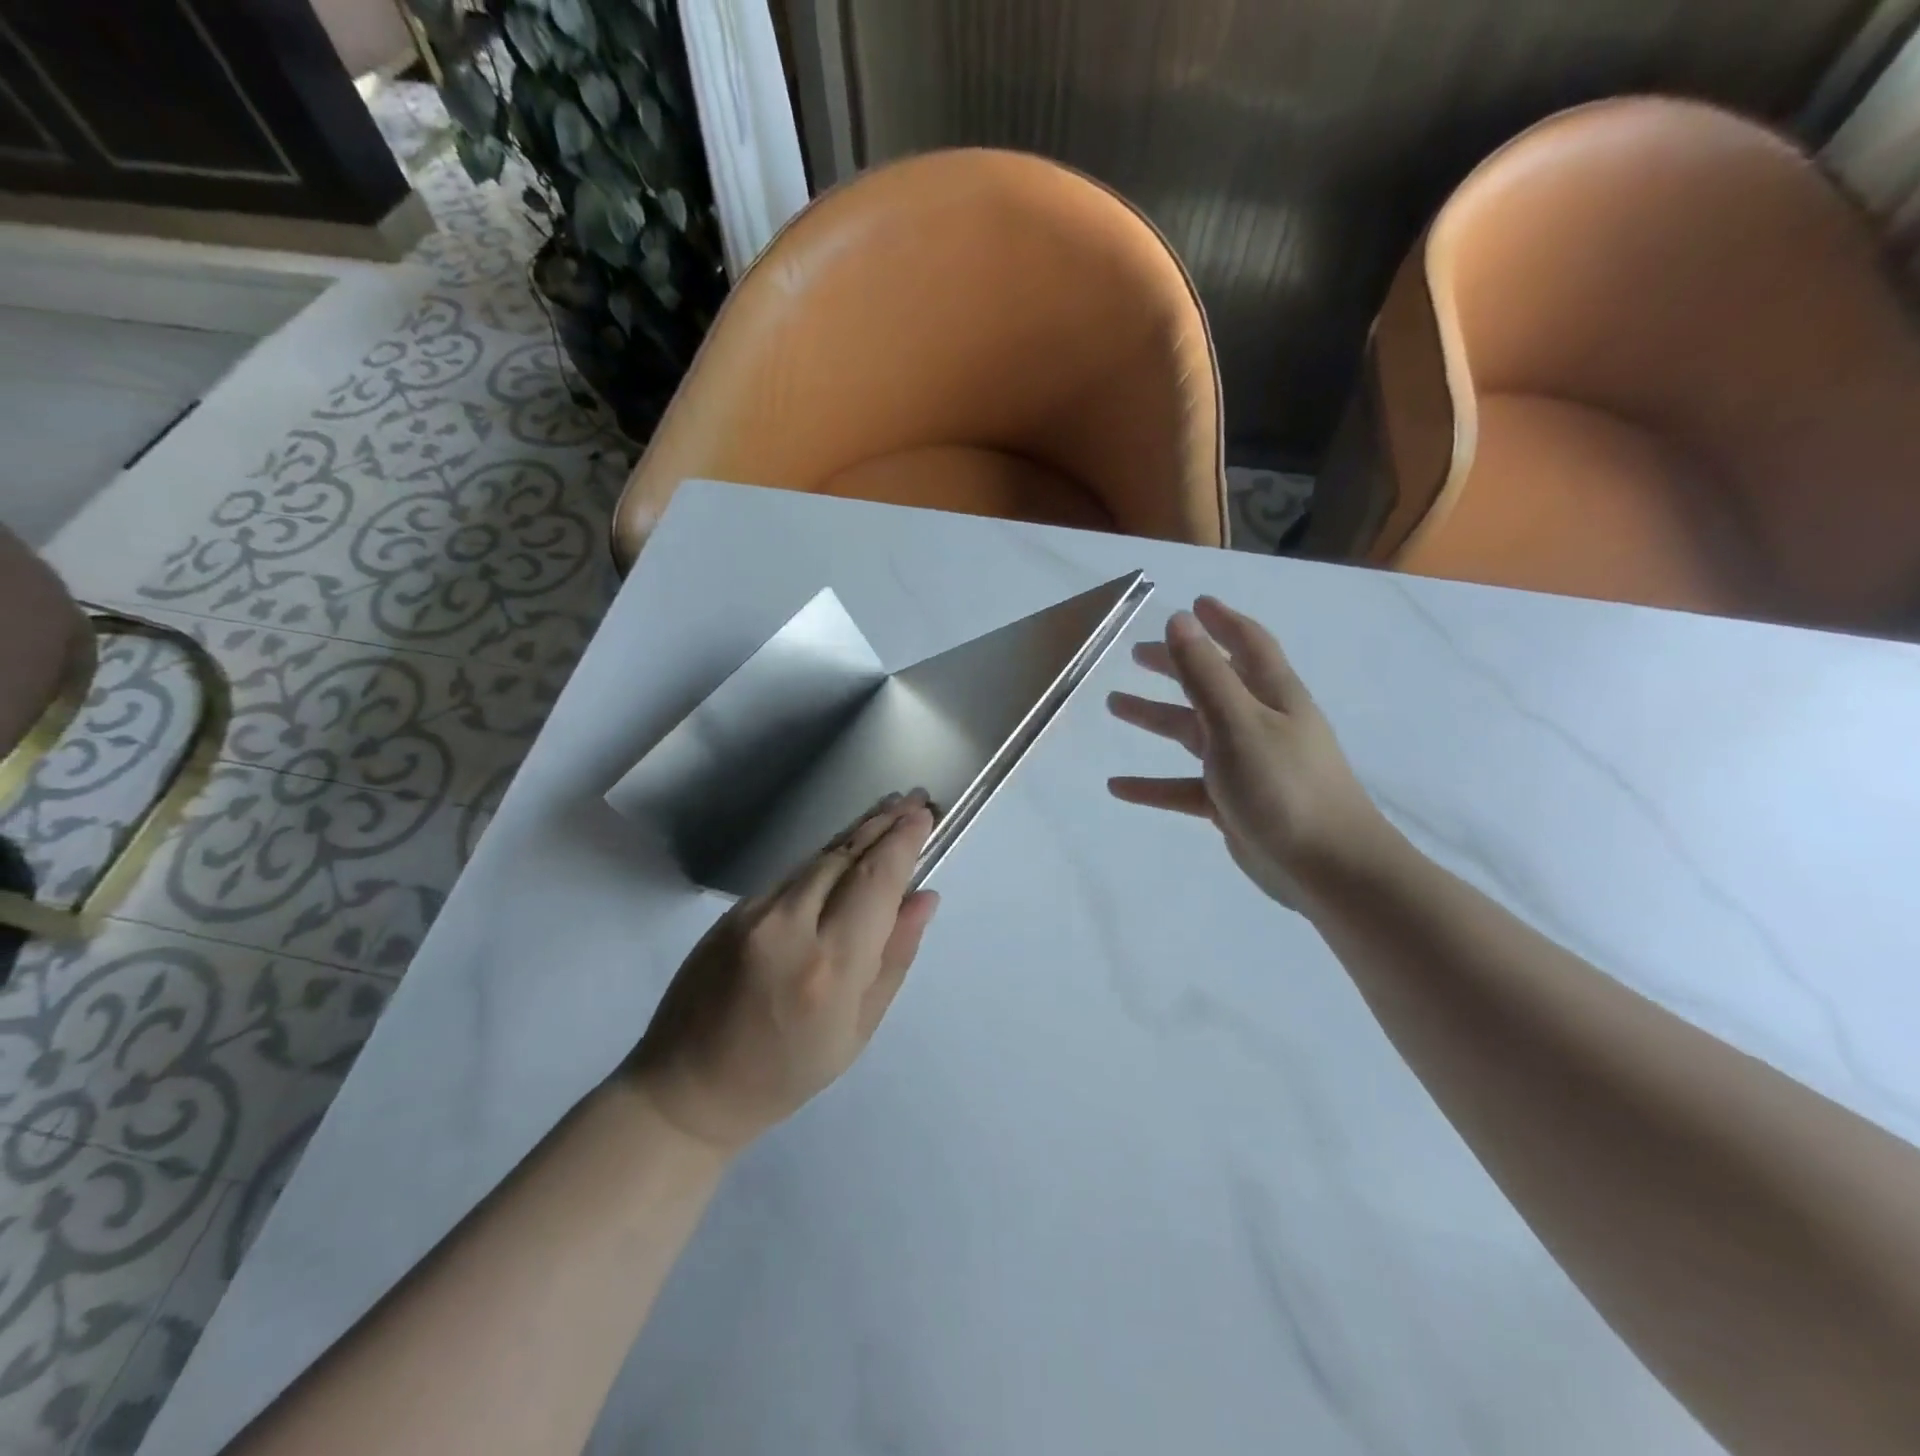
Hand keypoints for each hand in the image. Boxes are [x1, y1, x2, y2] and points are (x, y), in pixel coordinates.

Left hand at [627, 793, 939, 1153]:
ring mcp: (754, 914)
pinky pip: (793, 875)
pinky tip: (846, 849)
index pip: (876, 883)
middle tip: (914, 798)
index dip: (903, 843)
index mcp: (830, 967)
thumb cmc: (786, 1073)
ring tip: (888, 810)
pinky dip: (825, 857)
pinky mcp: (732, 912)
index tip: (925, 815)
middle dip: (884, 824)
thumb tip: (924, 897)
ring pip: (818, 858)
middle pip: (846, 857)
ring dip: (856, 832)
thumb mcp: (857, 1031)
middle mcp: (790, 927)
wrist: (688, 1087)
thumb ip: (893, 958)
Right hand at [1107, 597, 1388, 908]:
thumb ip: (1204, 673)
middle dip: (1177, 666)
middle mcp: (1260, 723)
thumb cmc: (1284, 785)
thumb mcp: (1237, 722)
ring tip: (1114, 704)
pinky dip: (1153, 784)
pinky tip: (1117, 786)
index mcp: (1272, 695)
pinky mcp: (1232, 803)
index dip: (1221, 621)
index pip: (1247, 644)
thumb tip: (1178, 619)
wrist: (1328, 868)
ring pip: (1193, 733)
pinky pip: (1184, 786)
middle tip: (1136, 655)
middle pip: (1212, 684)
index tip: (1194, 603)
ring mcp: (1246, 765)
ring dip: (1155, 718)